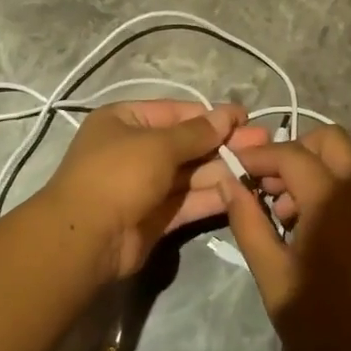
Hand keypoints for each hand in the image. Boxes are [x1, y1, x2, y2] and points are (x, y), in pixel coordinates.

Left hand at [45, 100, 271, 281]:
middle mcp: (134, 149)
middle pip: (186, 143)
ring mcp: (144, 185)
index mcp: (125, 120)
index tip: (245, 118)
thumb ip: (197, 133)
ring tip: (262, 165)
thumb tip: (228, 114)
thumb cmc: (118, 174)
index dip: (211, 115)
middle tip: (264, 141)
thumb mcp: (158, 145)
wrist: (86, 238)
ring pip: (190, 173)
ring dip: (224, 169)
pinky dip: (213, 196)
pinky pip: (188, 201)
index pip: (176, 112)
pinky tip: (243, 190)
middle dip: (224, 142)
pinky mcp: (155, 216)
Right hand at [218, 125, 350, 350]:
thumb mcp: (270, 270)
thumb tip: (228, 181)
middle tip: (267, 185)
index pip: (291, 154)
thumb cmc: (313, 321)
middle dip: (294, 152)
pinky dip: (331, 189)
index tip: (235, 168)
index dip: (259, 157)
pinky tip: (310, 227)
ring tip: (284, 213)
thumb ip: (247, 219)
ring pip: (346, 162)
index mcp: (333, 200)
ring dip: (313, 171)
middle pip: (329, 140)